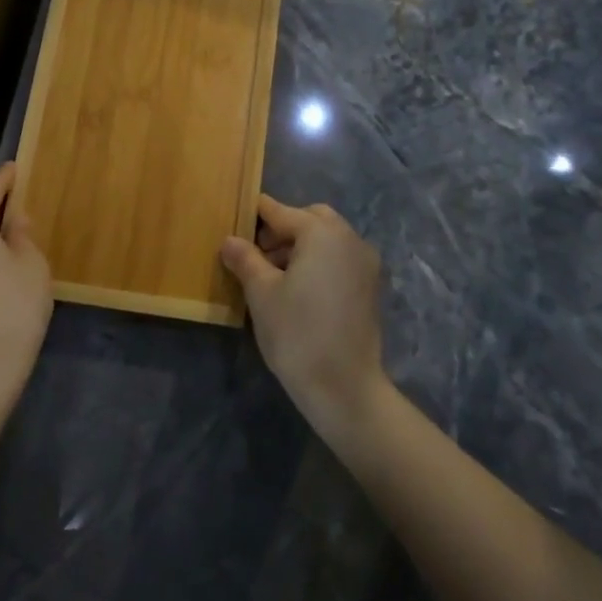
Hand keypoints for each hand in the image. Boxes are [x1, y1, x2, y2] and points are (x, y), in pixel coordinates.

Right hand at [221, 195, 386, 436]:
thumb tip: (230, 240)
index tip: (236, 215)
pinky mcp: (370, 287)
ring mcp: (365, 263)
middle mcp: (349, 238)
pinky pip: (339, 259)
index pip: (281, 212)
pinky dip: (319, 261)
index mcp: (322, 233)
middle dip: (283, 229)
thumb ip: (245, 259)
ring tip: (272, 274)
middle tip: (256, 252)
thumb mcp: (261, 293)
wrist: (345, 388)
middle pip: (311, 219)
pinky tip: (297, 289)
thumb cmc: (297, 333)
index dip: (256, 213)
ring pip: (327, 239)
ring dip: (300, 246)